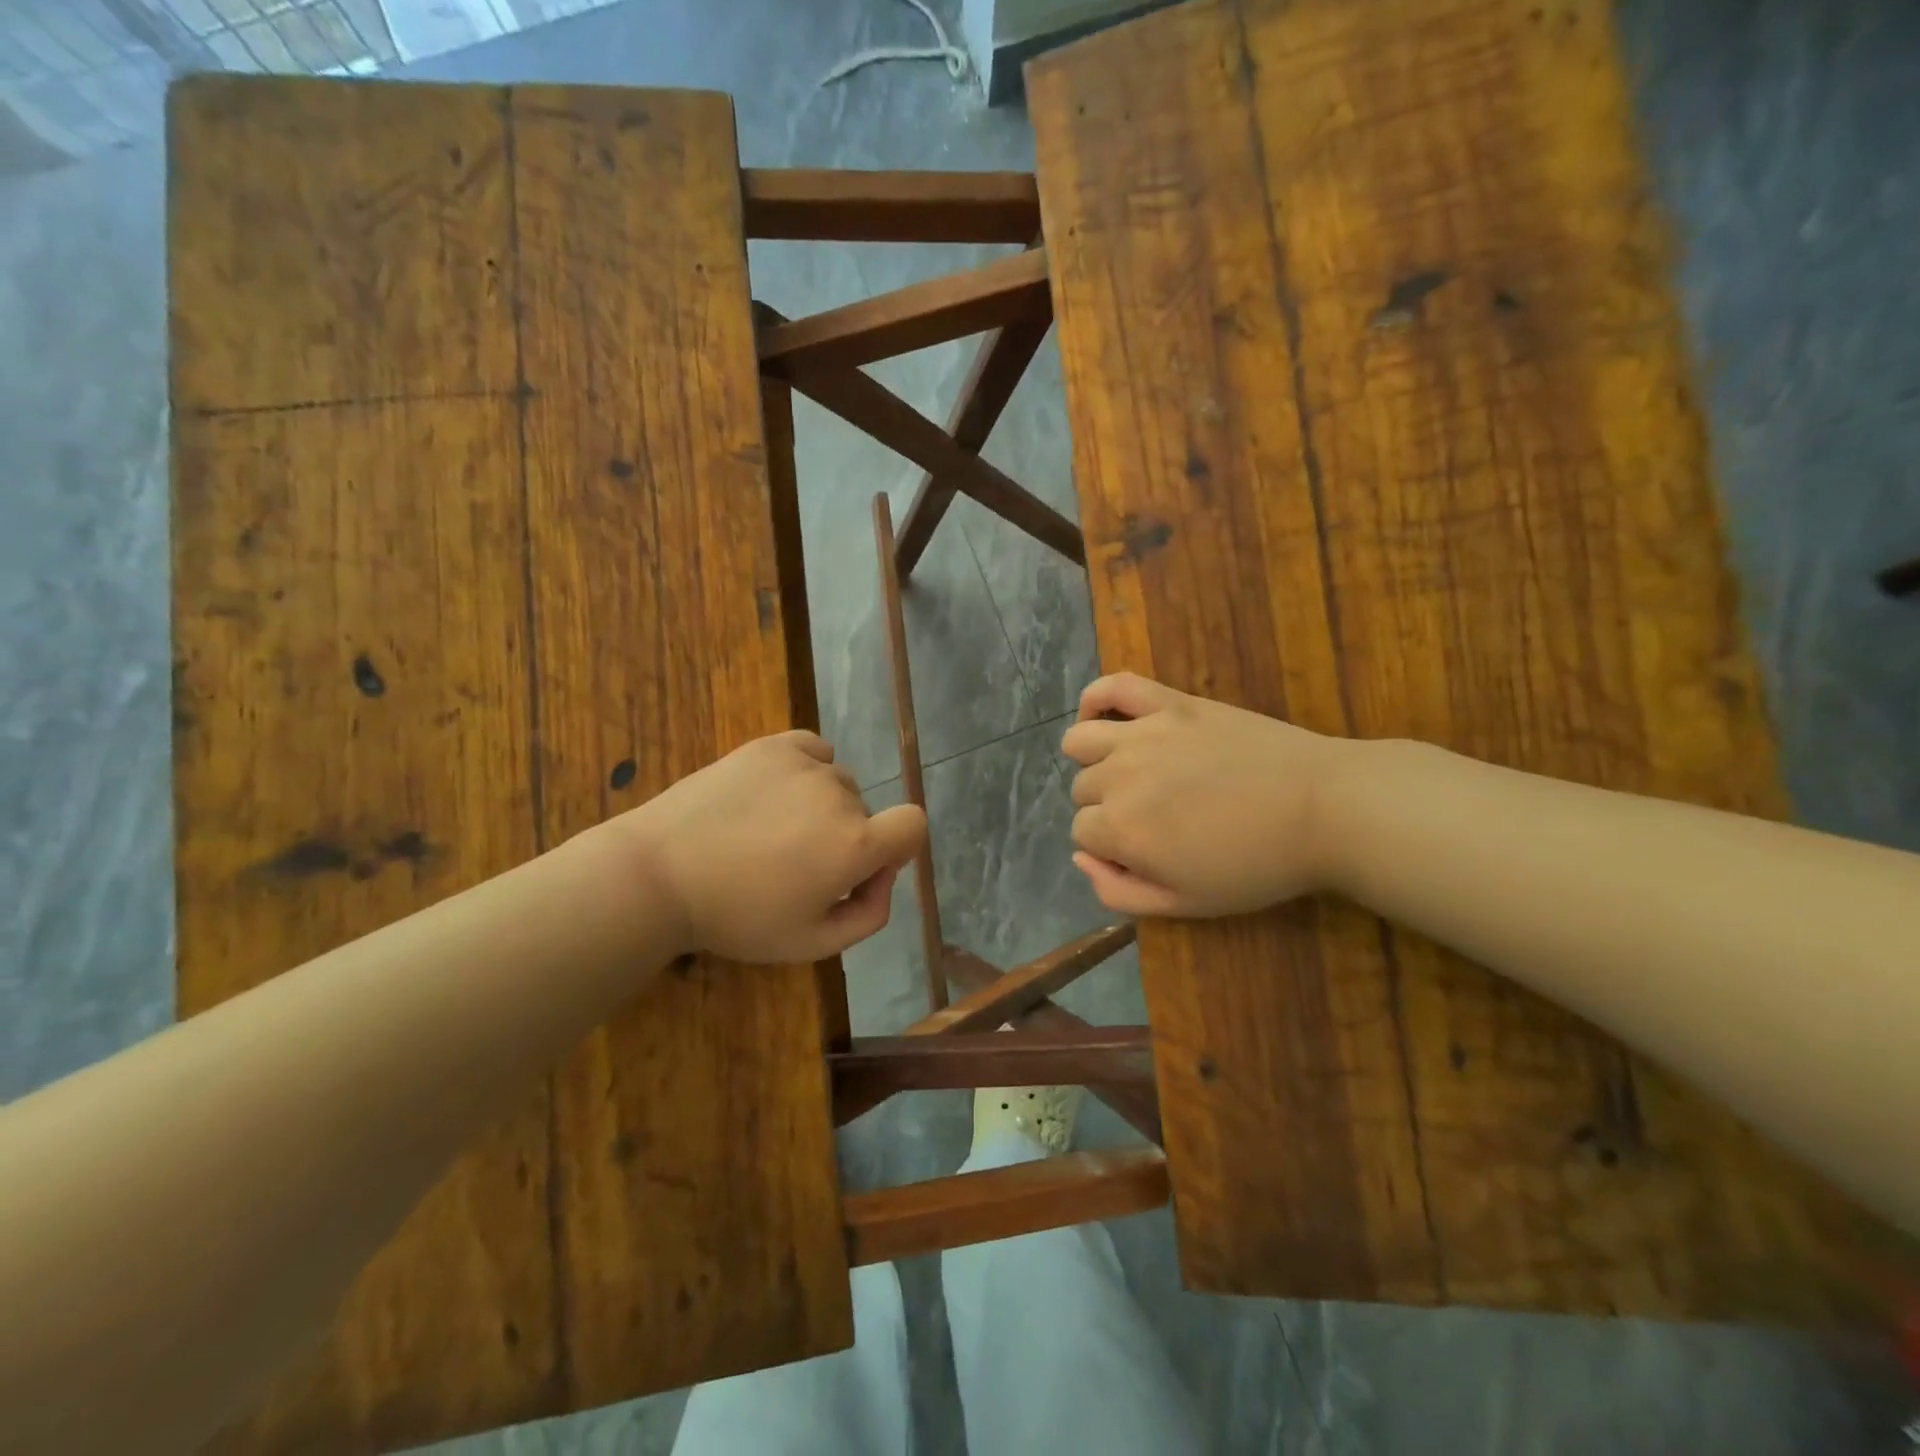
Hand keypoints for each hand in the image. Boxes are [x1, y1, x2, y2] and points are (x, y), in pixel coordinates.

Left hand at [609, 731, 926, 962]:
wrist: (660, 873)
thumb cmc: (736, 917)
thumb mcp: (812, 943)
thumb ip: (869, 915)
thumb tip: (883, 876)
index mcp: (854, 844)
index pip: (913, 826)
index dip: (897, 849)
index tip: (860, 870)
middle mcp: (839, 796)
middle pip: (866, 812)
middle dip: (846, 837)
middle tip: (794, 865)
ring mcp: (805, 764)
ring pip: (838, 784)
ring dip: (822, 806)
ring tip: (772, 831)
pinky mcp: (772, 745)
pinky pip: (815, 752)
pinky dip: (808, 770)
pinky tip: (776, 793)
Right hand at [1061, 673, 1346, 916]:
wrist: (1323, 808)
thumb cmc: (1257, 865)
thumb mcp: (1186, 904)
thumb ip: (1118, 892)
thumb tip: (1081, 858)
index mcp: (1120, 828)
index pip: (1082, 834)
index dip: (1109, 848)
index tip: (1145, 852)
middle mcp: (1117, 775)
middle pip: (1083, 790)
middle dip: (1107, 808)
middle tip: (1153, 818)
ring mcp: (1142, 732)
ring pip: (1080, 741)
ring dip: (1092, 762)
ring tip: (1126, 773)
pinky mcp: (1170, 702)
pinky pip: (1113, 685)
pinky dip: (1095, 699)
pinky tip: (1103, 718)